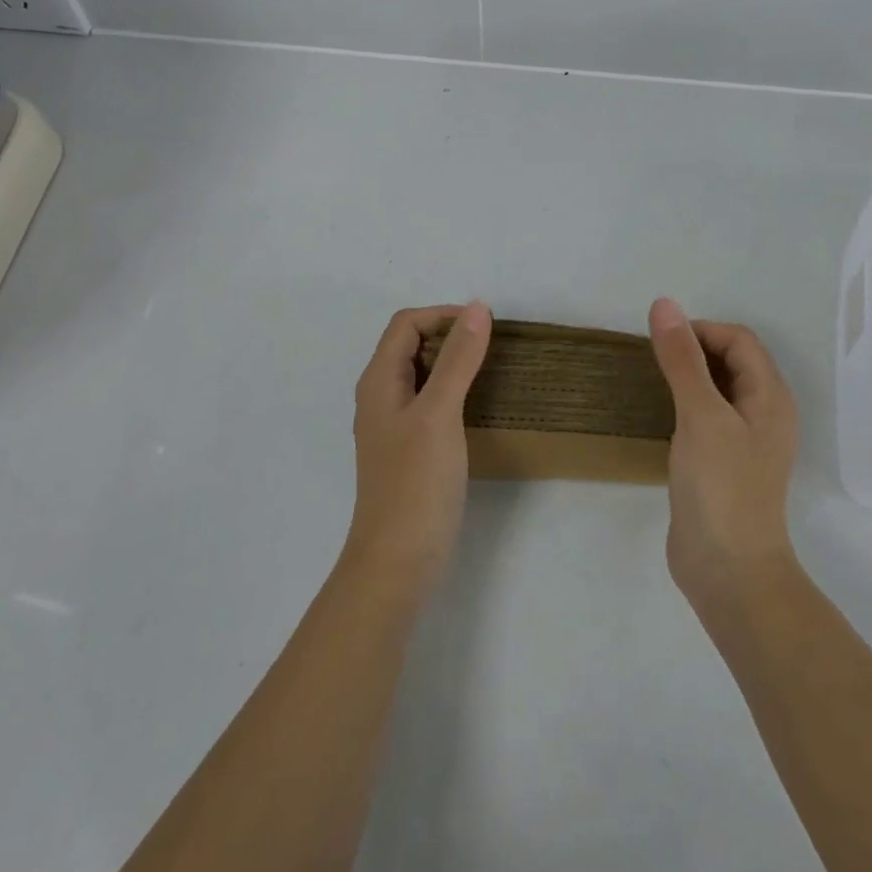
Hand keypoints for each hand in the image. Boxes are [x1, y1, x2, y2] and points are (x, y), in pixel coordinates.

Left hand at [344, 302, 491, 594]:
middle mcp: (381, 396)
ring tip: (492, 372)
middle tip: (493, 348)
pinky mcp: (409, 449)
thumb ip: (457, 359)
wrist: (397, 562)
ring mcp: (394, 425)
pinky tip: (479, 408)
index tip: (484, 327)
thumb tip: (476, 308)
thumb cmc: (416, 483)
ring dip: (454, 364)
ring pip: (423, 375)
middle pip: (411, 345)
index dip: (443, 315)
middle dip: (450, 337)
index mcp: (379, 380)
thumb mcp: (439, 413)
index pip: (406, 324)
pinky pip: (430, 403)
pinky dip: (454, 393)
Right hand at [648, 298, 799, 607]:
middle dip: (694, 350)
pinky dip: (685, 404)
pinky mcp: (724, 464)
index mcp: (770, 397)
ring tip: (651, 381)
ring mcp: (745, 442)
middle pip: (732, 361)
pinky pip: (707, 417)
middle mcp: (764, 414)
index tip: (661, 342)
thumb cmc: (721, 486)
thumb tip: (665, 304)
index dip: (701, 331)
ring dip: (688, 376)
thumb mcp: (699, 414)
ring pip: (718, 389)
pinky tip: (660, 416)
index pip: (739, 340)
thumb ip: (682, 359)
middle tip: (652, 359)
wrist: (727, 570)